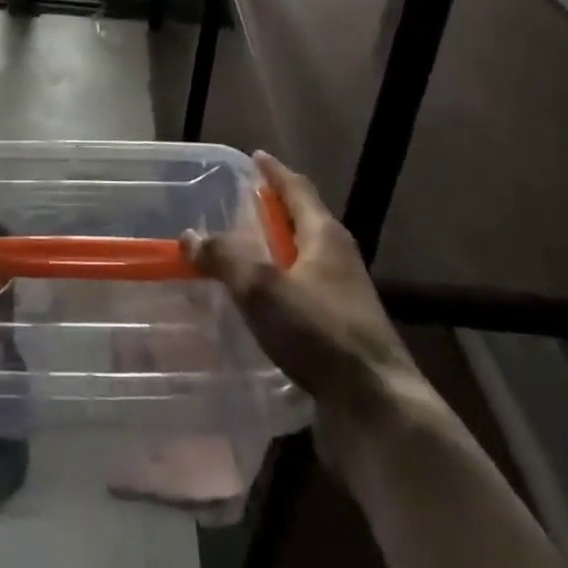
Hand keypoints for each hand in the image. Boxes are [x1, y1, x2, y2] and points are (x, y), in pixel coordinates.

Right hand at [184, 152, 420, 426]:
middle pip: (301, 222)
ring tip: (236, 254)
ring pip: (300, 261)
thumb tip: (190, 235)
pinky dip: (276, 290)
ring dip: (271, 253)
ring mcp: (342, 298)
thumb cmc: (321, 333)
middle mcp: (338, 259)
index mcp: (325, 236)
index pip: (297, 189)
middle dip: (270, 212)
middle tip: (234, 206)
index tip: (254, 157)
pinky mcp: (339, 333)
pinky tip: (254, 306)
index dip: (274, 172)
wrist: (377, 410)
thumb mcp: (263, 288)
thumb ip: (224, 257)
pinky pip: (300, 296)